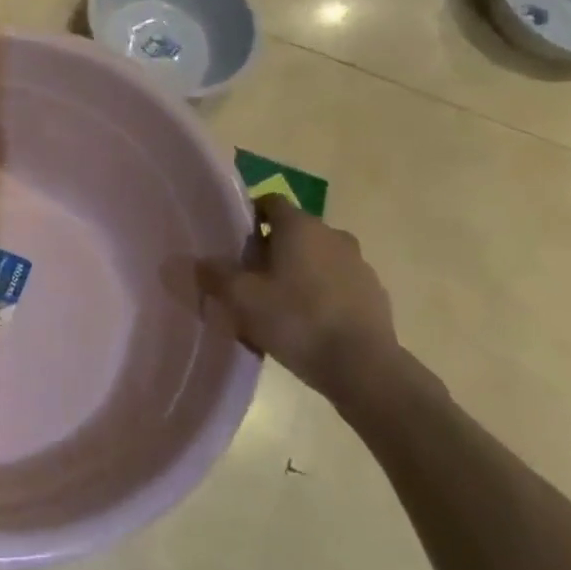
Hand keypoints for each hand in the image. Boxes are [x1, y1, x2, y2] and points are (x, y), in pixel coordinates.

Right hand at [200, 196, 399, 397]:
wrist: (364, 367)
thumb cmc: (297, 320)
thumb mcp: (242, 299)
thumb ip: (215, 275)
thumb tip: (196, 262)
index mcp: (300, 226)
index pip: (270, 202)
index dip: (249, 217)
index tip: (234, 243)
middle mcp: (332, 234)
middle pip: (294, 231)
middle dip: (271, 249)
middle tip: (250, 278)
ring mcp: (358, 264)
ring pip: (317, 258)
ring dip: (298, 272)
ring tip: (279, 305)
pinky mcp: (374, 293)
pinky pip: (338, 284)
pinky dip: (322, 294)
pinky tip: (308, 325)